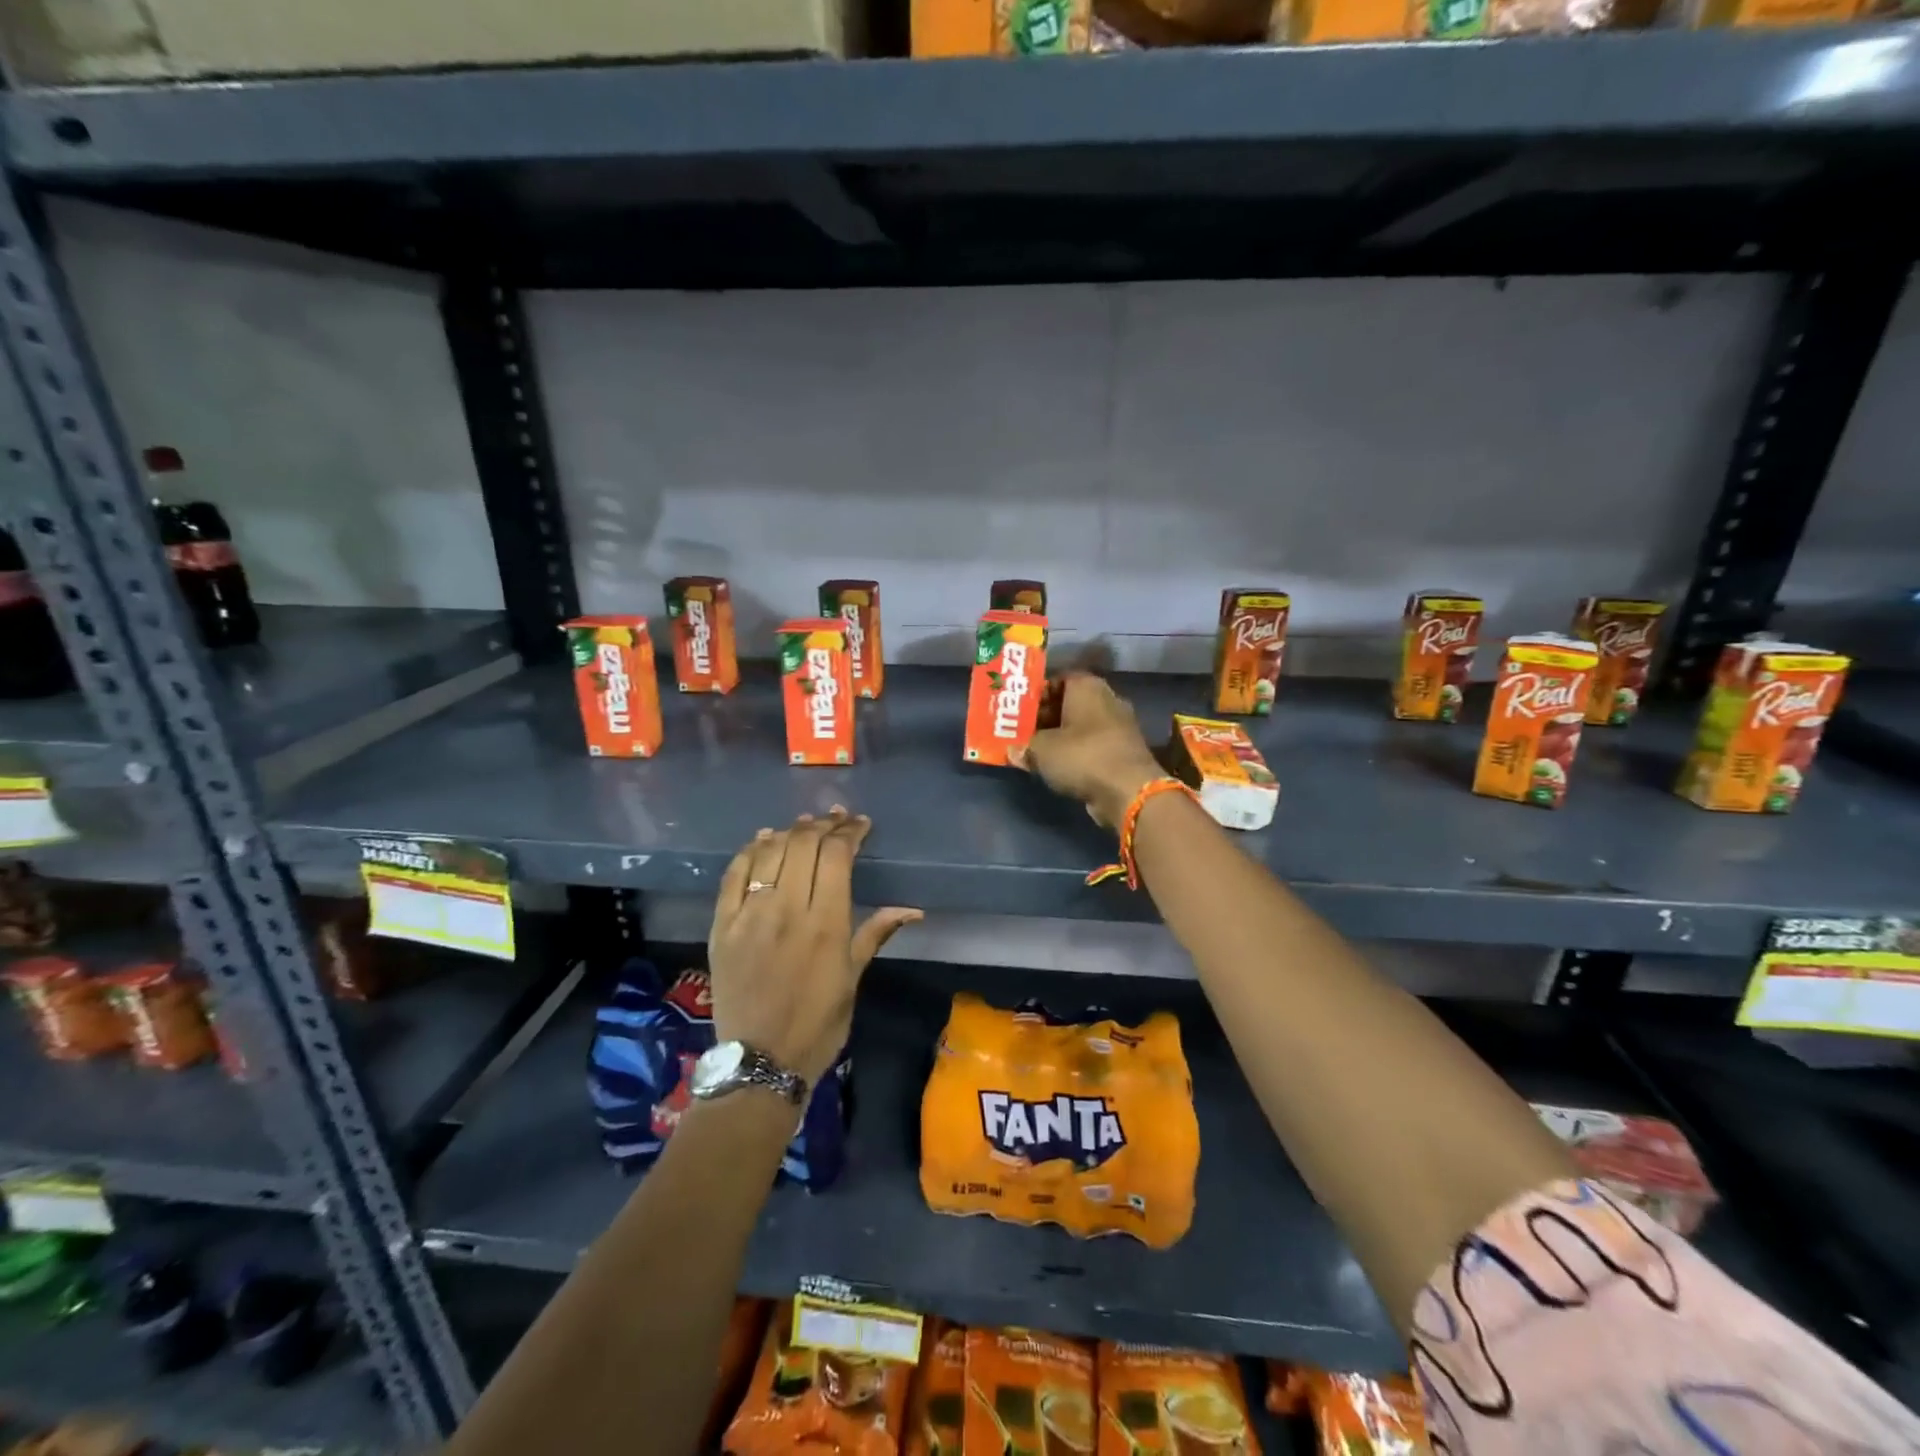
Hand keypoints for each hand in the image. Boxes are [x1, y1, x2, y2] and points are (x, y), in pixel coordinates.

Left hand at [708, 808, 922, 1087]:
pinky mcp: (722, 926)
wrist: (759, 1062)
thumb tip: (912, 909)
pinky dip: (749, 851)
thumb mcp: (853, 979)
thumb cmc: (817, 1024)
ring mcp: (749, 915)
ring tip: (804, 825)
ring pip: (769, 853)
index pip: (836, 856)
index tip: (860, 824)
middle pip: (803, 845)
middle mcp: (787, 910)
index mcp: (825, 923)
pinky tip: (762, 840)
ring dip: (789, 832)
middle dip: (823, 825)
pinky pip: (733, 875)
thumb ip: (875, 933)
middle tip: (835, 819)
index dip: (849, 833)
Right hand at [1012, 673, 1165, 827]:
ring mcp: (1119, 726)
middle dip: (1045, 717)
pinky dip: (1076, 753)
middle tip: (1023, 732)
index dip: (1036, 693)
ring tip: (1036, 751)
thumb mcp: (1041, 750)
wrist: (1128, 791)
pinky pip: (1092, 746)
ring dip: (1060, 737)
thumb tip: (1013, 750)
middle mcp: (1107, 699)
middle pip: (1069, 703)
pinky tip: (1059, 767)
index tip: (1019, 711)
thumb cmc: (1082, 756)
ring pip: (1081, 726)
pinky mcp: (1123, 751)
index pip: (1058, 678)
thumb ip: (1024, 746)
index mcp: (1087, 686)